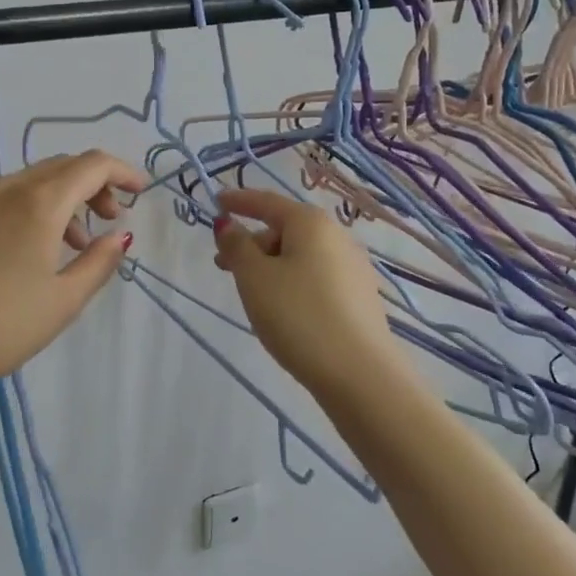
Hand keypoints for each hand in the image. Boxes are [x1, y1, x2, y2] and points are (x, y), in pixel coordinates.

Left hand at [0, 151, 146, 398]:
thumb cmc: (0, 327)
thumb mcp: (63, 301)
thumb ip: (99, 262)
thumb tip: (118, 235)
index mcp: (38, 203)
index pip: (91, 165)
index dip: (122, 171)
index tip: (140, 191)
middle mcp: (2, 188)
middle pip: (59, 167)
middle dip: (91, 186)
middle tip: (108, 218)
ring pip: (25, 182)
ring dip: (56, 201)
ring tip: (67, 245)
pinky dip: (20, 211)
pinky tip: (16, 251)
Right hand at [213, 188, 400, 397]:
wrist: (359, 374)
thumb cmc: (298, 315)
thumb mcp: (254, 278)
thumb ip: (236, 247)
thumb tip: (228, 224)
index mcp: (311, 223)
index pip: (267, 202)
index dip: (238, 201)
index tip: (216, 201)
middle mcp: (337, 237)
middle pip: (285, 229)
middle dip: (252, 242)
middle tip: (224, 264)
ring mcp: (353, 267)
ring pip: (301, 255)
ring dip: (271, 265)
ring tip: (251, 292)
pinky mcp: (359, 297)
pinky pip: (316, 276)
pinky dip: (292, 281)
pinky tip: (282, 308)